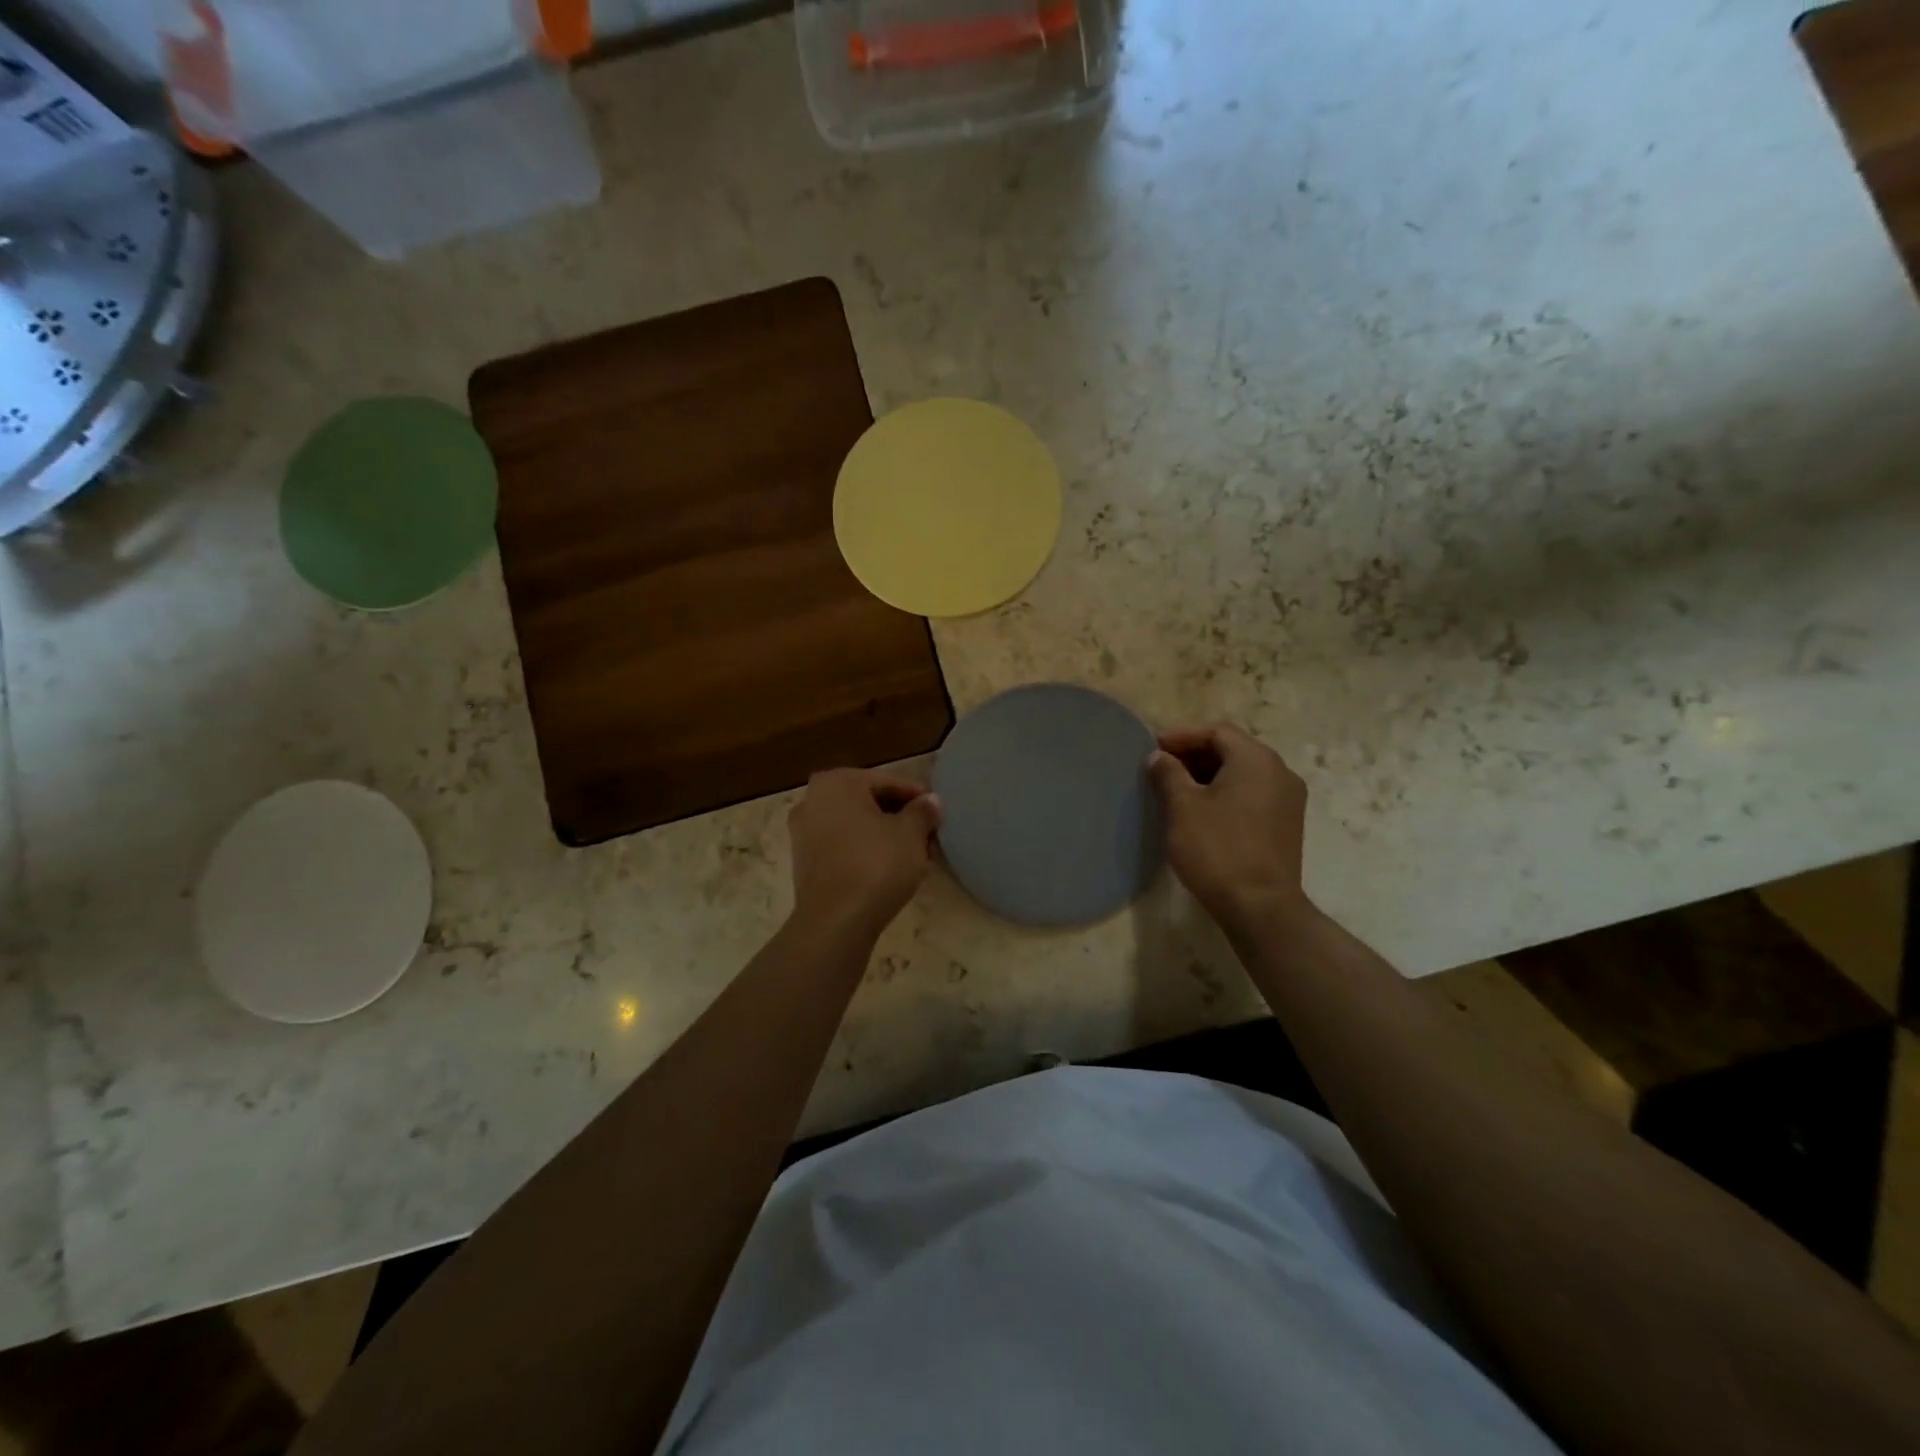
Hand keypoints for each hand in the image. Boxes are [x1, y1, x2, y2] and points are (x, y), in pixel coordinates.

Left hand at [788, 769, 942, 939]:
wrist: (835, 922)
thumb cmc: (875, 865)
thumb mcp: (911, 834)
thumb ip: (923, 811)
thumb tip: (931, 802)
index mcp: (836, 782)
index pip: (887, 782)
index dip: (917, 798)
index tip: (938, 814)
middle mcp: (812, 800)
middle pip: (868, 802)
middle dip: (900, 818)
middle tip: (928, 835)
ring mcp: (803, 832)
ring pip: (856, 826)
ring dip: (884, 836)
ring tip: (914, 855)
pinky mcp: (804, 863)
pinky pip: (843, 847)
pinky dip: (865, 852)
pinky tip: (890, 869)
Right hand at [1147, 723, 1313, 927]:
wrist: (1261, 907)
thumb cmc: (1217, 849)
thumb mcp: (1183, 807)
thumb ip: (1168, 774)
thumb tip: (1159, 757)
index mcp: (1256, 759)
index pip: (1217, 731)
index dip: (1182, 735)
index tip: (1153, 748)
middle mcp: (1280, 772)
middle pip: (1233, 749)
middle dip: (1195, 754)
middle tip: (1162, 767)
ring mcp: (1288, 800)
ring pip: (1243, 773)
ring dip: (1209, 774)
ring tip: (1177, 789)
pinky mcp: (1287, 825)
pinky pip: (1253, 794)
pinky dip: (1226, 793)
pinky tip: (1202, 811)